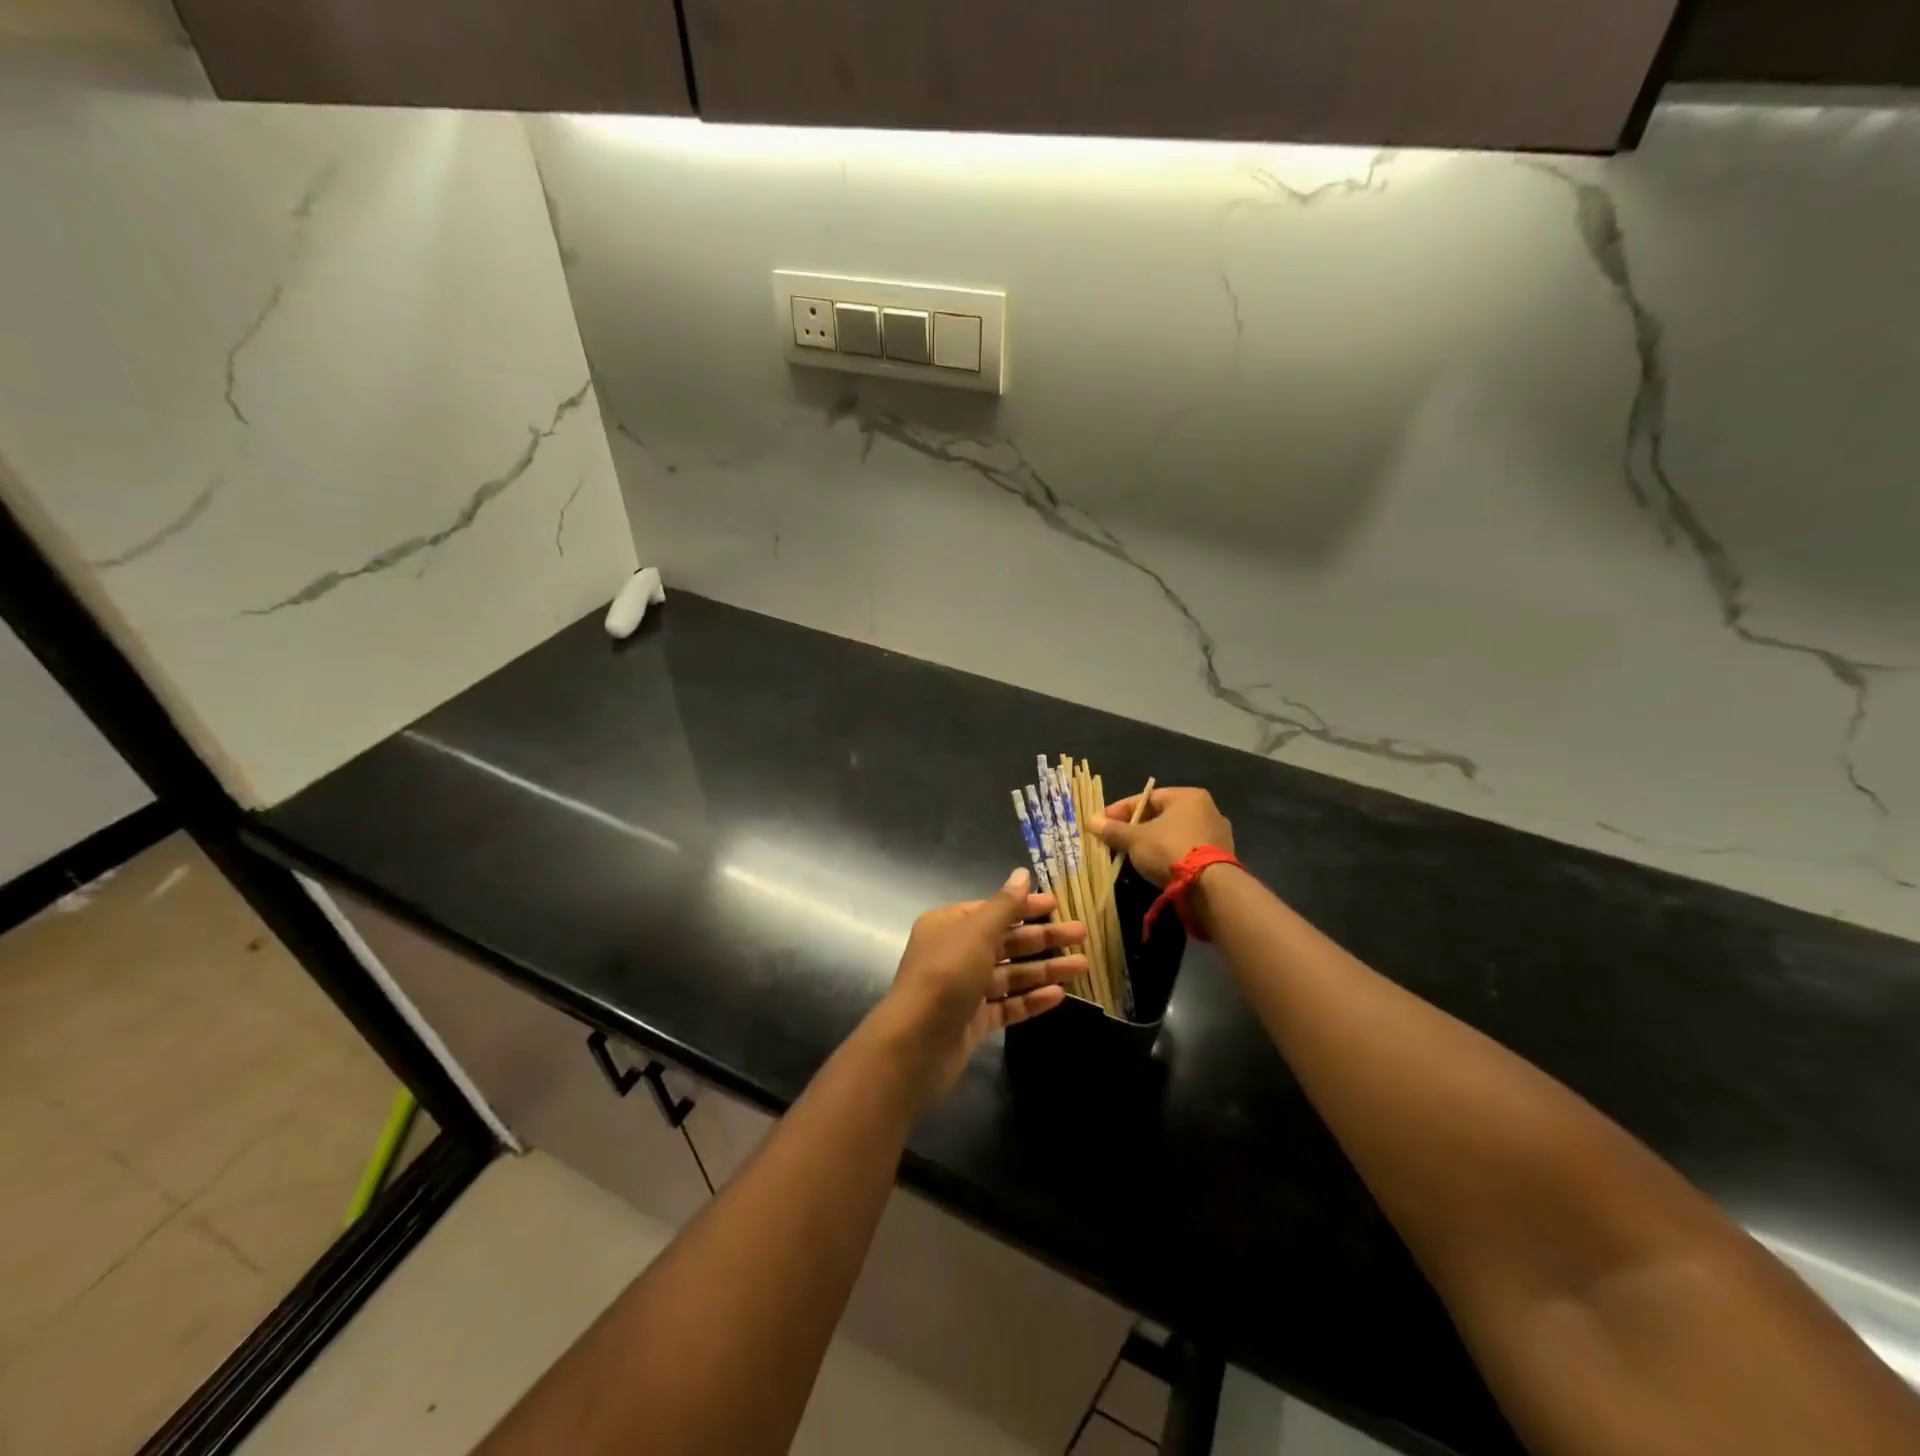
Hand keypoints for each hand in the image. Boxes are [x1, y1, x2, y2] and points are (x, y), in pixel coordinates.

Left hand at [874, 868, 1086, 1097]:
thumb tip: (1022, 874)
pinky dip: (1031, 999)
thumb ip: (1005, 906)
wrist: (916, 1042)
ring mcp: (965, 989)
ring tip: (1083, 966)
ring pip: (1011, 974)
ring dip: (1045, 969)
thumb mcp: (977, 933)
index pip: (993, 910)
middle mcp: (955, 953)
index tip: (1058, 905)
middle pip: (1006, 942)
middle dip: (1044, 938)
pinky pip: (1007, 1005)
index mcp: (949, 925)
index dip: (1025, 907)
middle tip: (1082, 934)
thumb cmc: (946, 975)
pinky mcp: (973, 1021)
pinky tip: (1059, 995)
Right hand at [1093, 787, 1233, 887]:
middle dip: (1136, 828)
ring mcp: (1217, 835)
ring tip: (1132, 856)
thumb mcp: (1135, 839)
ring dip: (1153, 843)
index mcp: (1188, 796)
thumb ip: (1113, 830)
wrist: (1209, 887)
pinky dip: (1170, 857)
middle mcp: (1208, 810)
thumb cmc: (1169, 849)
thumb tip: (1091, 821)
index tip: (1103, 823)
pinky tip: (1155, 868)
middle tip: (1116, 841)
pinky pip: (1187, 852)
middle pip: (1162, 816)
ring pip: (1175, 835)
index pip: (1147, 798)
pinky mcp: (1221, 859)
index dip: (1121, 811)